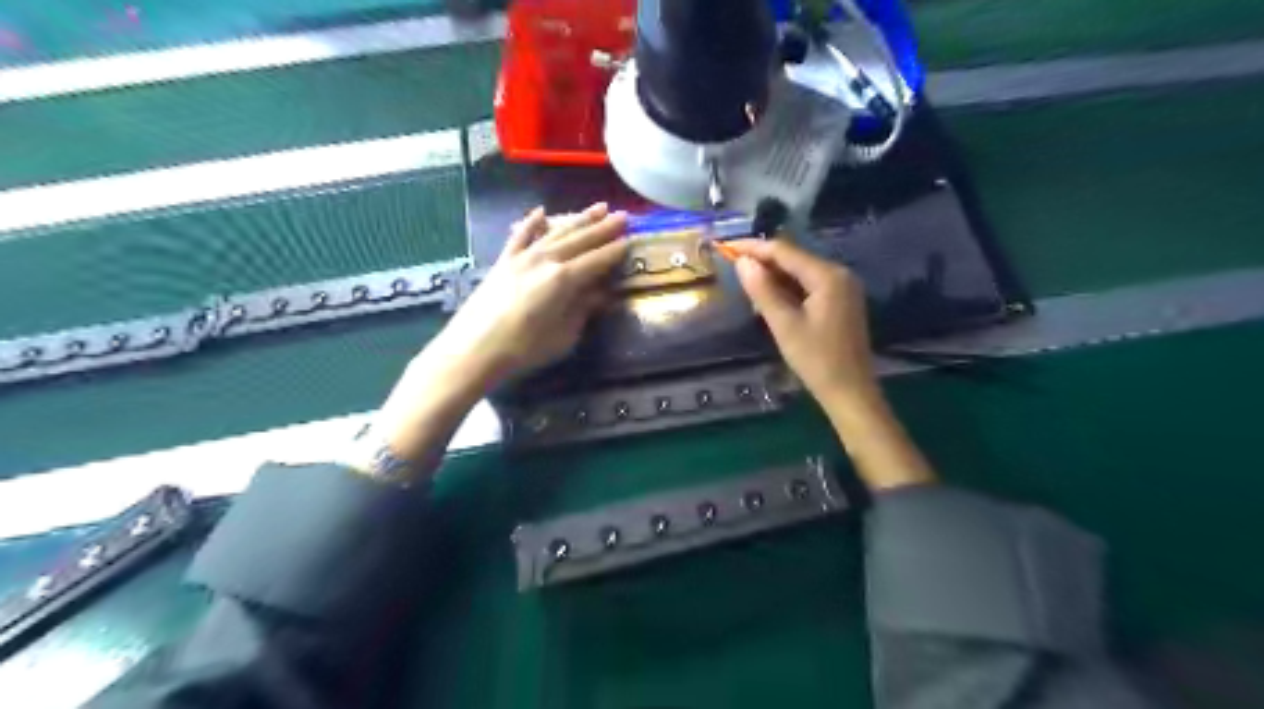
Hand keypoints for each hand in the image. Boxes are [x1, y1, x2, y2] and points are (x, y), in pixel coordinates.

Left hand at [419, 202, 627, 398]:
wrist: (475, 348)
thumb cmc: (525, 348)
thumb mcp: (564, 336)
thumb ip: (583, 310)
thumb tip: (600, 295)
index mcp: (564, 279)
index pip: (598, 260)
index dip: (616, 250)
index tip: (632, 240)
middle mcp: (546, 259)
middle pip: (581, 239)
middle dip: (604, 228)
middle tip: (623, 216)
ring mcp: (523, 256)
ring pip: (557, 232)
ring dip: (579, 219)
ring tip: (598, 208)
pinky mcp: (504, 260)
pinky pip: (521, 235)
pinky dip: (532, 222)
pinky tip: (541, 212)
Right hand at [722, 242, 882, 412]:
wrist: (850, 392)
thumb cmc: (816, 360)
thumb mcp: (784, 325)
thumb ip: (763, 290)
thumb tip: (742, 261)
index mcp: (827, 276)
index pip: (784, 251)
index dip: (754, 248)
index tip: (726, 247)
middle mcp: (838, 274)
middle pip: (794, 258)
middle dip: (763, 260)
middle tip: (732, 265)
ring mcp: (842, 288)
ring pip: (800, 272)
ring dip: (774, 275)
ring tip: (745, 282)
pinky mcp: (840, 302)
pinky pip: (809, 285)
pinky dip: (787, 288)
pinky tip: (769, 297)